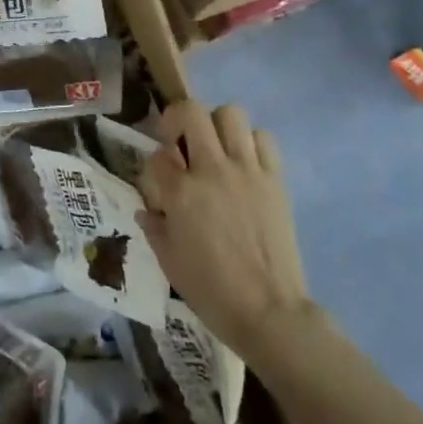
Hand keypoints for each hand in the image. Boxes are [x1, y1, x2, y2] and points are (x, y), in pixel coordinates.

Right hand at [138, 102, 317, 361]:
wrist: (268, 311)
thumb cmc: (211, 290)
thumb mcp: (168, 261)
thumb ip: (154, 227)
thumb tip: (147, 209)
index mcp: (181, 193)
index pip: (157, 156)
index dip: (154, 165)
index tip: (160, 181)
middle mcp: (213, 170)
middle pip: (191, 112)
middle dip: (178, 119)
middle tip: (179, 141)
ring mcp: (248, 170)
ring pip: (230, 114)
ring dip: (216, 125)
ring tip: (215, 149)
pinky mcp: (275, 178)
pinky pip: (263, 138)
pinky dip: (251, 142)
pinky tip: (245, 163)